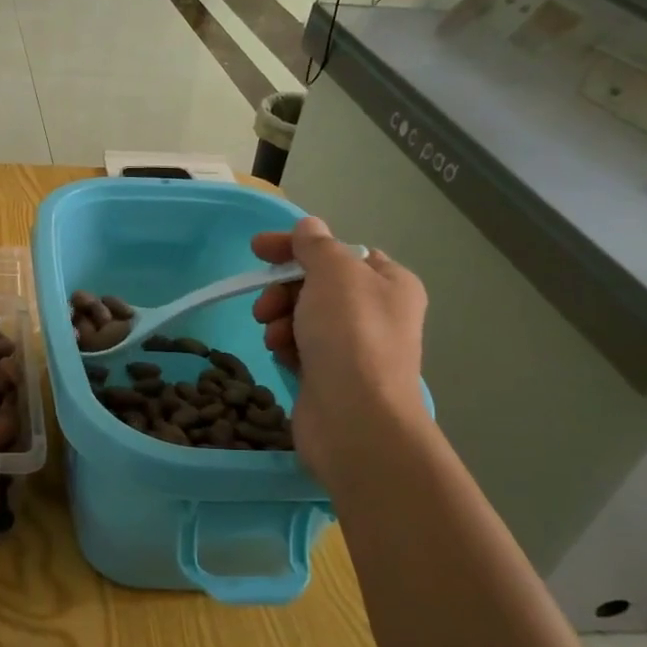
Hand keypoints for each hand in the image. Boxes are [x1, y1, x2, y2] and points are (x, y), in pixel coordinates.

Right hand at [251, 218, 429, 490]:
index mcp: (389, 282)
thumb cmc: (350, 337)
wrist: (355, 419)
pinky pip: (299, 347)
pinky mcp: (330, 376)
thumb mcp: (334, 273)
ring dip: (280, 319)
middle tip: (265, 305)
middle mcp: (376, 312)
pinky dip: (286, 346)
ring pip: (302, 316)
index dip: (297, 247)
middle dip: (283, 290)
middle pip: (316, 284)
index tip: (257, 249)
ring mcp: (353, 347)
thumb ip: (317, 245)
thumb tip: (309, 227)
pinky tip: (282, 355)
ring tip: (274, 336)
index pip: (339, 251)